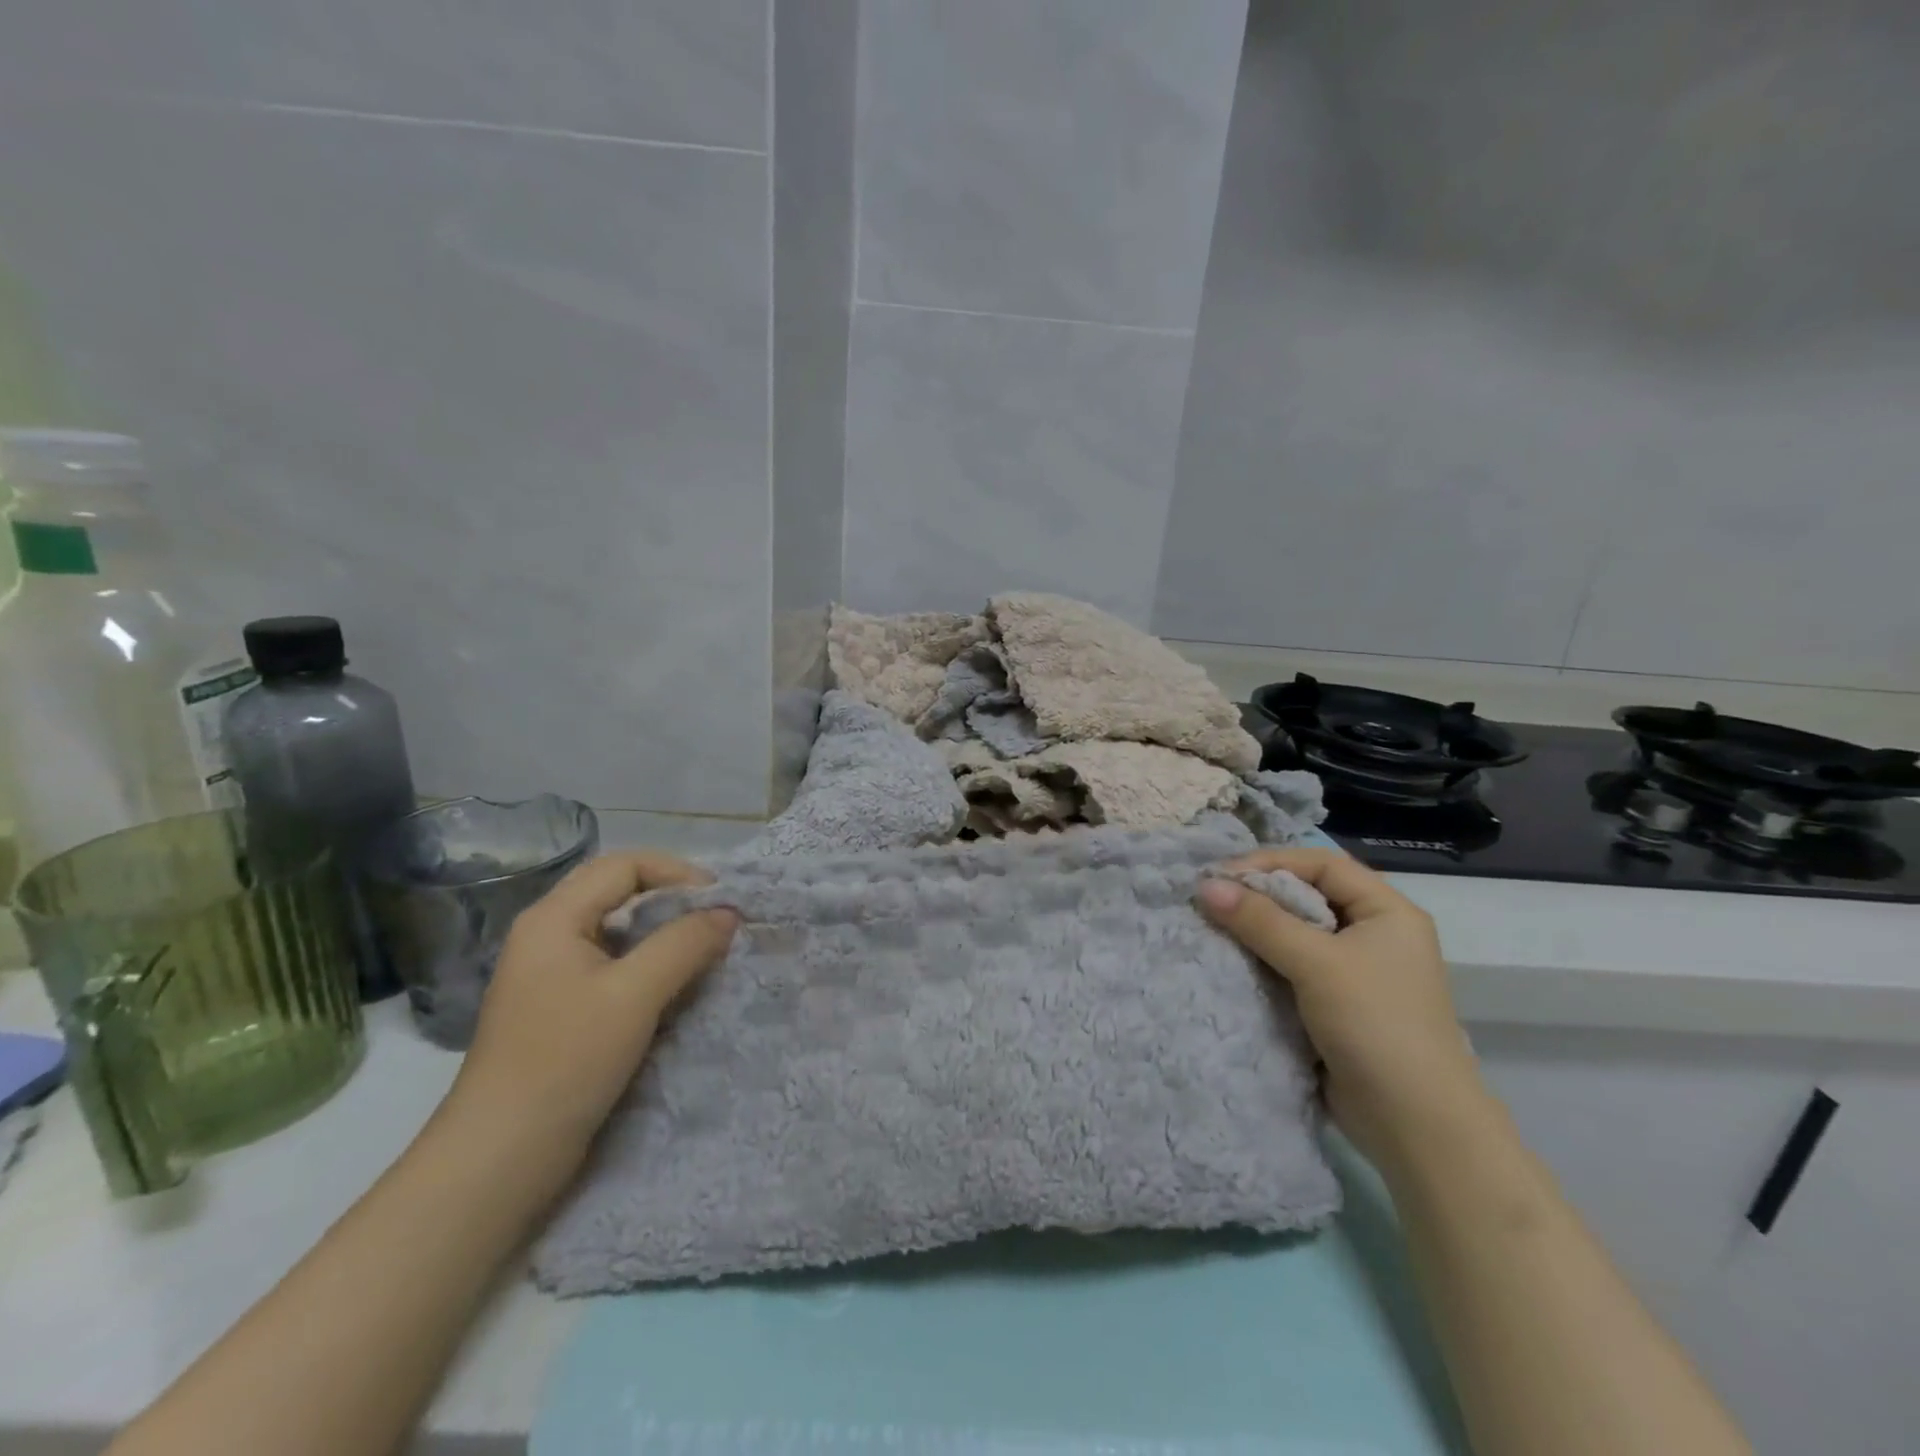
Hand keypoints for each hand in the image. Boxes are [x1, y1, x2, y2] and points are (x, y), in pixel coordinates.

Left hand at [442, 852, 738, 1171]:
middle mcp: (549, 936)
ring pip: (620, 933)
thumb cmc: (565, 1062)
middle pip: (621, 894)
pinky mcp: (562, 1010)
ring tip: (706, 954)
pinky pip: (615, 968)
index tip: (721, 901)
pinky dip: (651, 968)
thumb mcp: (634, 994)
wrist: (500, 1159)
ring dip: (665, 936)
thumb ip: (685, 944)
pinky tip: (677, 990)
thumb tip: (728, 913)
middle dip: (674, 902)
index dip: (677, 873)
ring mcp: (553, 976)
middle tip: (718, 923)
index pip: (625, 865)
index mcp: (554, 919)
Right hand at [1196, 849, 1488, 1168]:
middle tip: (1211, 900)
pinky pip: (1293, 967)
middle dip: (1259, 895)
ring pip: (1297, 933)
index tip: (1221, 875)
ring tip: (1212, 927)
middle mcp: (1374, 934)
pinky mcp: (1338, 1005)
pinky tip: (1232, 962)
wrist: (1416, 1125)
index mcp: (1387, 912)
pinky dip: (1263, 961)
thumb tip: (1206, 886)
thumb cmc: (1375, 1025)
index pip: (1322, 865)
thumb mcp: (1316, 963)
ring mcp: (1356, 972)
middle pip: (1308, 896)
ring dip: (1256, 929)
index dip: (1271, 862)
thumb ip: (1261, 921)